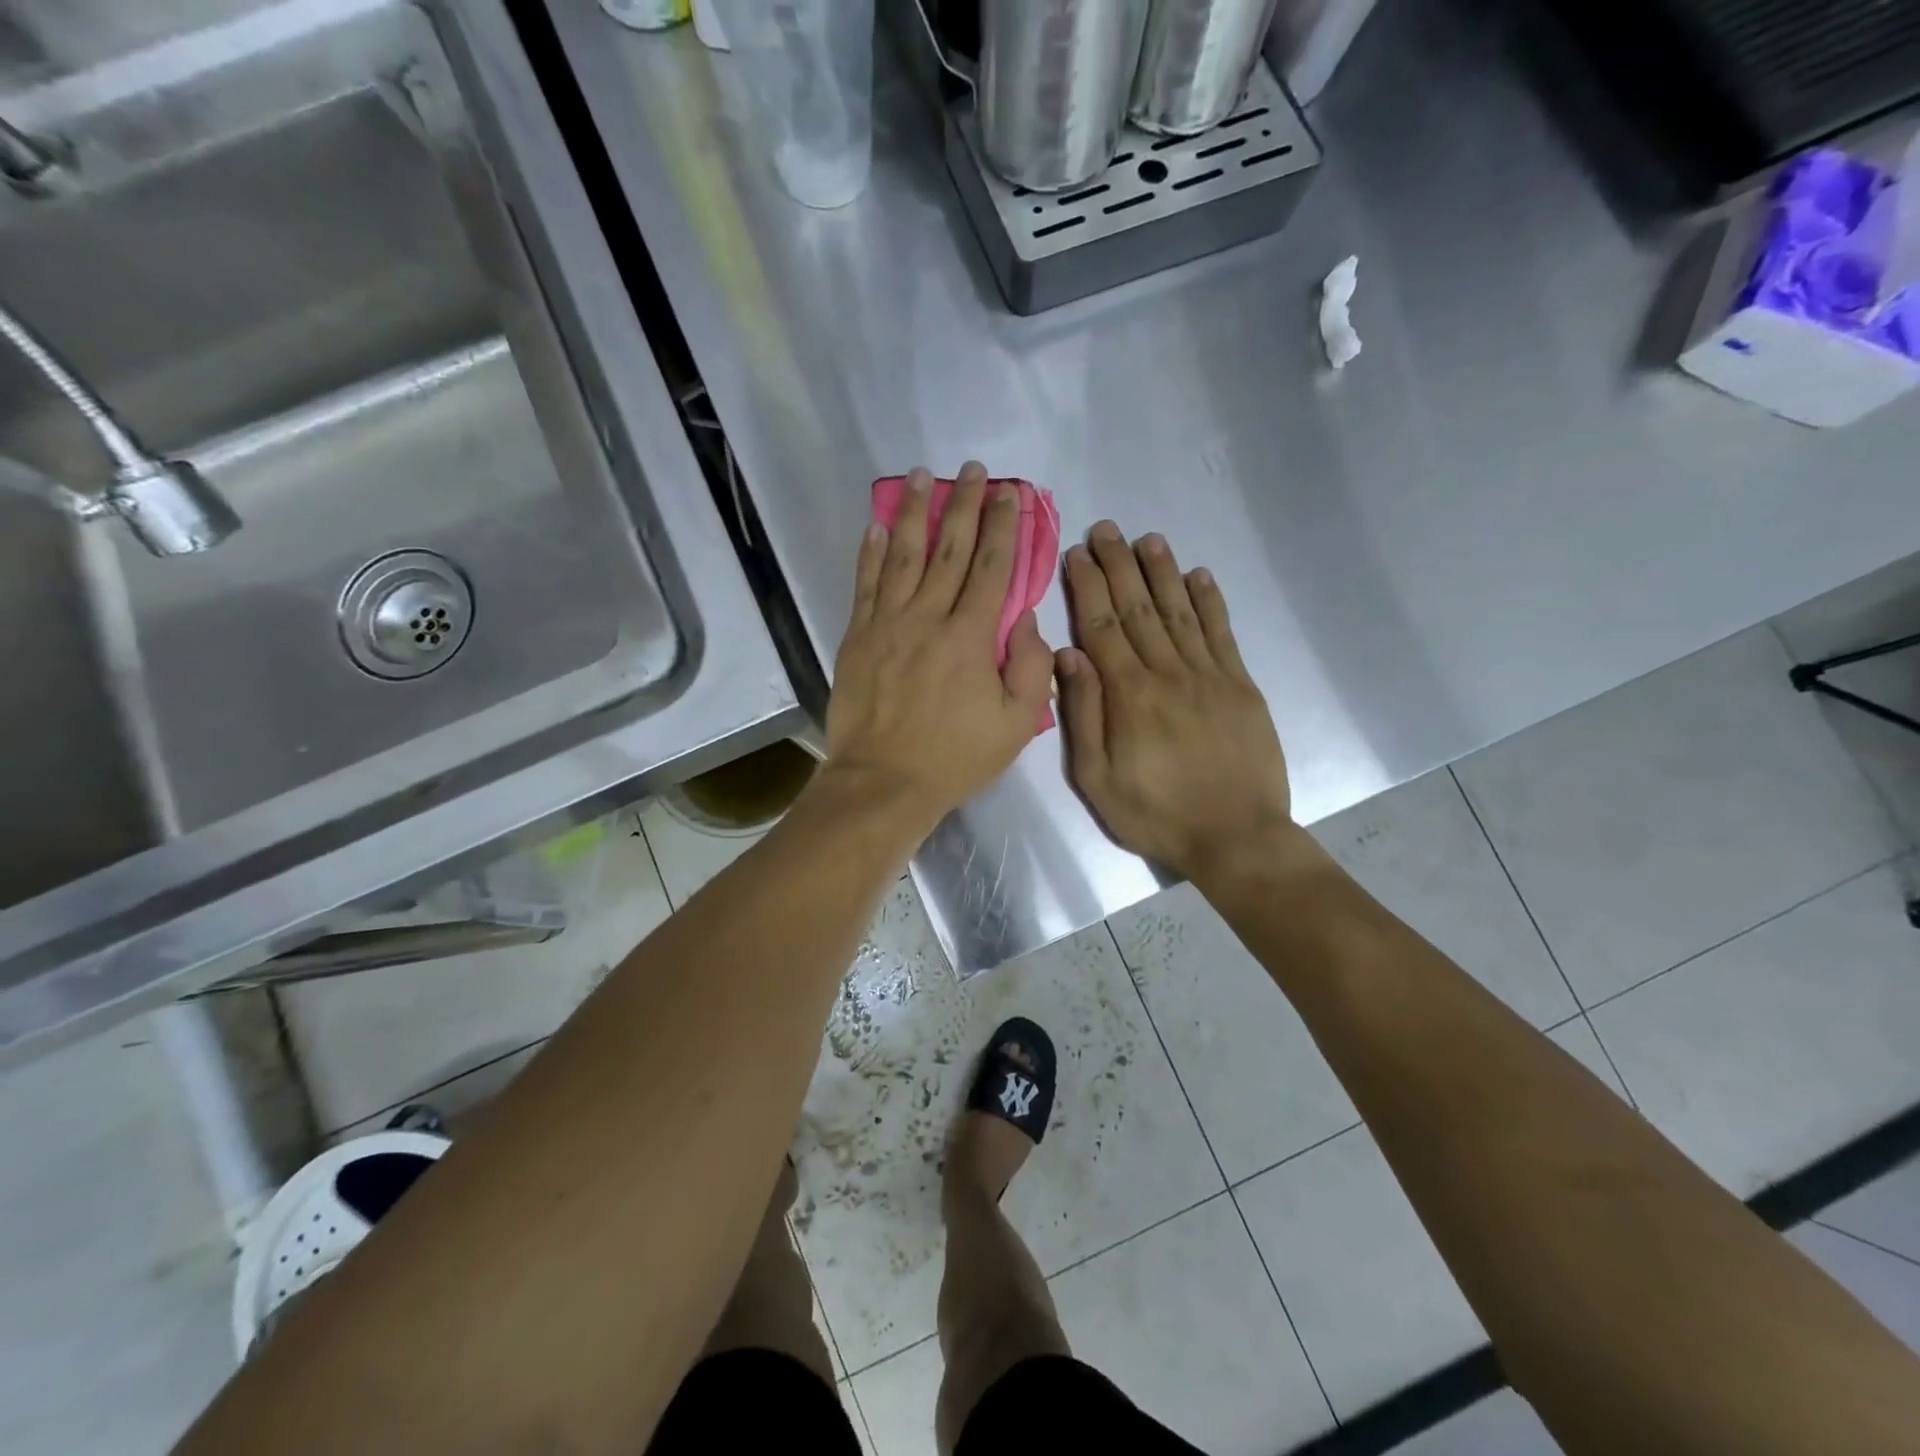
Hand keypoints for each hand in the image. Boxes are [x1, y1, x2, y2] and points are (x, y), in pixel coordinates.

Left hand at [821, 463, 1053, 835]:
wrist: (883, 782)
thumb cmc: (954, 757)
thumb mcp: (1015, 724)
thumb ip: (1029, 667)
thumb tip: (1026, 619)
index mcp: (971, 637)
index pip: (993, 568)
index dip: (1004, 527)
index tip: (1011, 494)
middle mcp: (928, 617)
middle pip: (950, 550)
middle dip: (965, 505)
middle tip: (973, 470)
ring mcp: (887, 624)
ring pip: (902, 555)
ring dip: (914, 512)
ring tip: (921, 476)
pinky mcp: (857, 637)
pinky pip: (865, 585)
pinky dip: (870, 553)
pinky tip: (875, 525)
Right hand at [1056, 522, 1291, 881]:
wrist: (1235, 837)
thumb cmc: (1155, 814)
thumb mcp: (1097, 778)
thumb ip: (1083, 715)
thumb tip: (1068, 656)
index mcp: (1129, 695)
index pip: (1102, 626)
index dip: (1088, 586)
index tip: (1077, 553)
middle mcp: (1167, 673)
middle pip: (1138, 608)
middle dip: (1119, 565)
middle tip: (1106, 529)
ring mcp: (1209, 676)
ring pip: (1180, 612)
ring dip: (1162, 572)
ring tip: (1148, 539)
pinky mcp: (1241, 686)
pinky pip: (1222, 633)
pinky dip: (1210, 601)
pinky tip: (1200, 575)